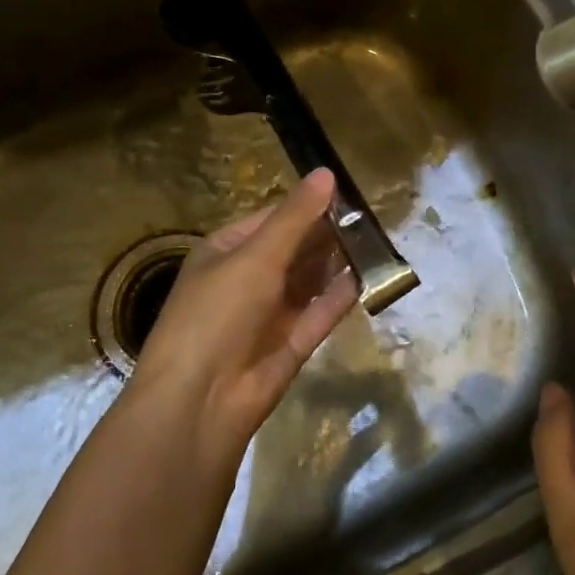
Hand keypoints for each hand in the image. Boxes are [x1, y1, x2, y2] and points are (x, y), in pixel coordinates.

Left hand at [133, 167, 359, 461]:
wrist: (199, 401)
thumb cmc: (218, 313)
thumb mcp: (256, 257)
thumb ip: (295, 218)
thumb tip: (326, 173)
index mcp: (226, 252)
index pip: (272, 219)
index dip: (306, 205)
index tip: (347, 193)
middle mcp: (246, 279)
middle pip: (293, 249)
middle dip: (326, 234)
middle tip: (370, 216)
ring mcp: (268, 314)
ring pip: (309, 281)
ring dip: (336, 262)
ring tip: (374, 240)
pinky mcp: (289, 346)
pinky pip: (318, 314)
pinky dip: (339, 296)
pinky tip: (366, 277)